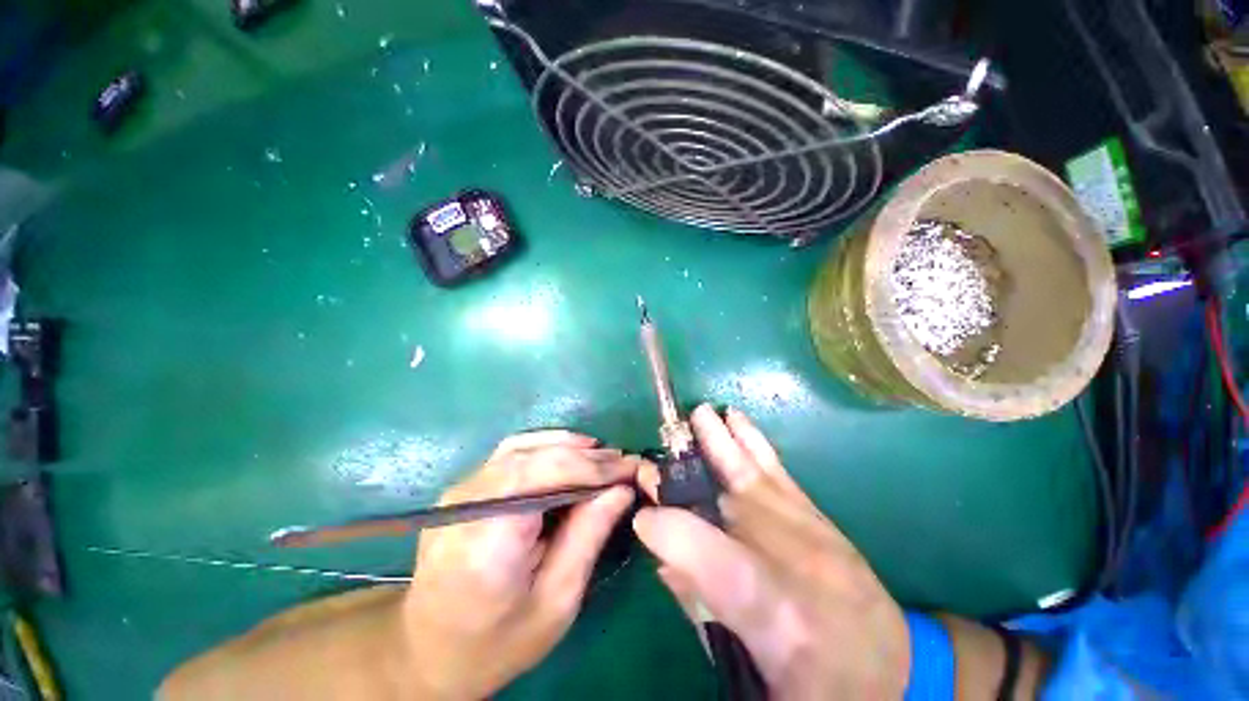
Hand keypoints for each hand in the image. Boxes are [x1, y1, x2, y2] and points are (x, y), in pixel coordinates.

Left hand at [402, 431, 640, 699]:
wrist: (427, 653)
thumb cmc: (497, 642)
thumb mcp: (556, 600)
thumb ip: (589, 535)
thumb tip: (622, 489)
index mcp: (488, 537)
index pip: (547, 474)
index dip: (593, 467)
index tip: (630, 468)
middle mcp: (467, 503)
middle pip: (535, 456)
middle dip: (585, 456)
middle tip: (622, 462)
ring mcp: (459, 491)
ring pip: (521, 447)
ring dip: (566, 446)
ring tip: (601, 456)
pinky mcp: (461, 489)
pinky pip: (509, 454)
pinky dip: (544, 447)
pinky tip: (567, 454)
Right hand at [633, 405, 909, 699]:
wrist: (898, 674)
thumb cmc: (819, 683)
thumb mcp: (754, 675)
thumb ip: (704, 615)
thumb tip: (664, 563)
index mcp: (780, 619)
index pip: (717, 565)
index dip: (674, 533)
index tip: (643, 517)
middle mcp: (800, 564)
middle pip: (739, 501)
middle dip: (697, 468)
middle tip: (665, 448)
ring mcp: (814, 532)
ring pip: (759, 475)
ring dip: (726, 441)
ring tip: (703, 414)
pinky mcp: (821, 517)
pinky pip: (779, 471)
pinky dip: (754, 442)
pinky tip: (738, 421)